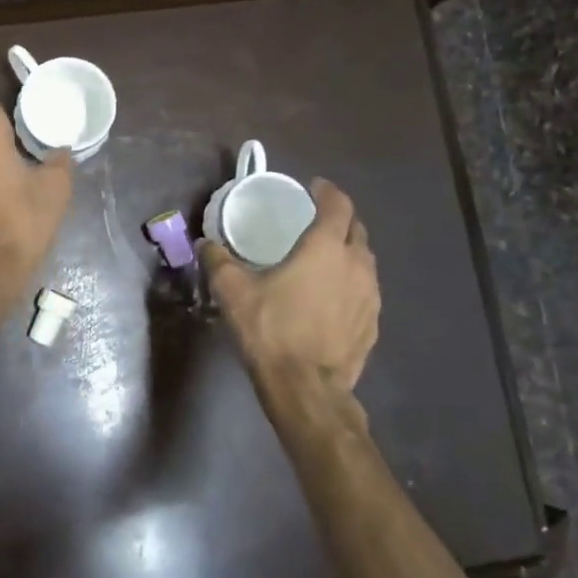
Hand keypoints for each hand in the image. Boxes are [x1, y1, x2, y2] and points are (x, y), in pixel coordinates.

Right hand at [202, 178, 379, 395]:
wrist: (307, 389)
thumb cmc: (271, 330)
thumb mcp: (233, 292)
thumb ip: (218, 261)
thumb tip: (205, 243)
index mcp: (325, 248)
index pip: (338, 205)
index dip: (327, 191)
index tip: (314, 187)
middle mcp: (356, 265)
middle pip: (357, 230)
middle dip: (340, 219)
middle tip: (316, 220)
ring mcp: (370, 296)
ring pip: (365, 261)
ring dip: (348, 252)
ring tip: (324, 258)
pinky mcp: (372, 324)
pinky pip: (365, 291)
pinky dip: (351, 283)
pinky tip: (331, 297)